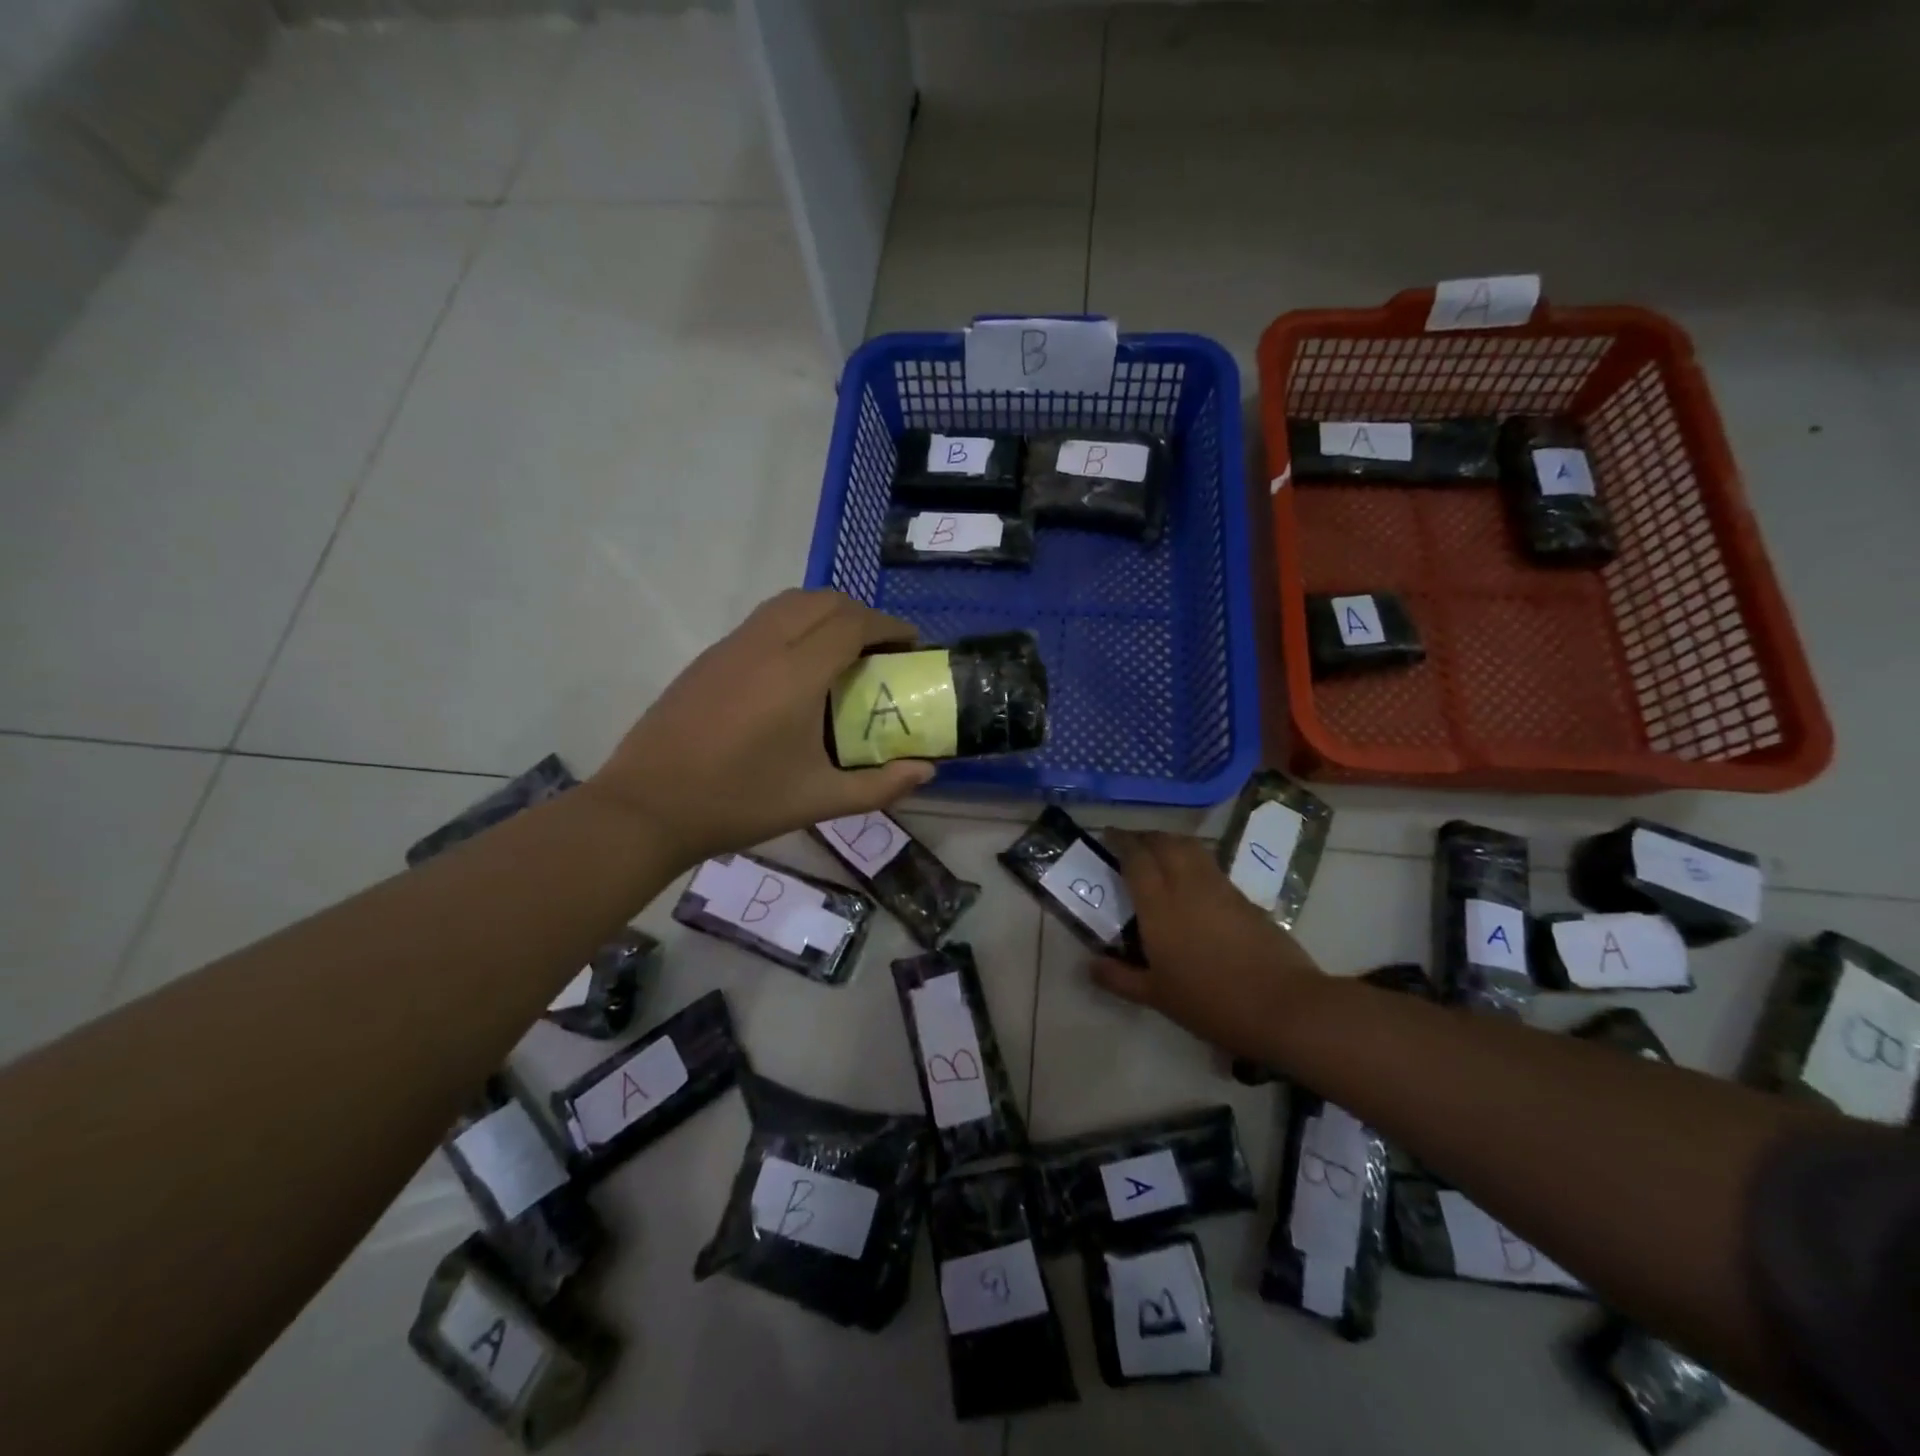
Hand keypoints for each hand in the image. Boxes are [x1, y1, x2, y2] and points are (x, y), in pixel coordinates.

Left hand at [588, 590, 934, 867]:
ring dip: (826, 613)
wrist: (649, 807)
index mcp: (796, 675)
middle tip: (882, 650)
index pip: (852, 623)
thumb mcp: (818, 800)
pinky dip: (795, 623)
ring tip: (844, 651)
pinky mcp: (708, 657)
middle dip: (861, 614)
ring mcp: (731, 646)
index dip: (888, 626)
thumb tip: (926, 771)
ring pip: (789, 602)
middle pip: (823, 600)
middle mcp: (764, 645)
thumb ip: (879, 785)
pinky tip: (797, 666)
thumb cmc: (739, 803)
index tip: (910, 645)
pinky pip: (763, 619)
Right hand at [1091, 831, 1326, 1059]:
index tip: (1108, 835)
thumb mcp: (1157, 996)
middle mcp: (1188, 886)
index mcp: (1159, 905)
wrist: (1282, 1006)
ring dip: (1171, 843)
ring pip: (1191, 848)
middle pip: (1165, 842)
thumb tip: (1090, 965)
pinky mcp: (1245, 898)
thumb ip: (1119, 978)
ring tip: (1160, 854)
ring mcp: (1220, 888)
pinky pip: (1211, 866)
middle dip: (1146, 837)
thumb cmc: (1210, 1002)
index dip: (1121, 841)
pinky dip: (1194, 861)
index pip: (1136, 857)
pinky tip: (1192, 882)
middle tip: (1132, 844)